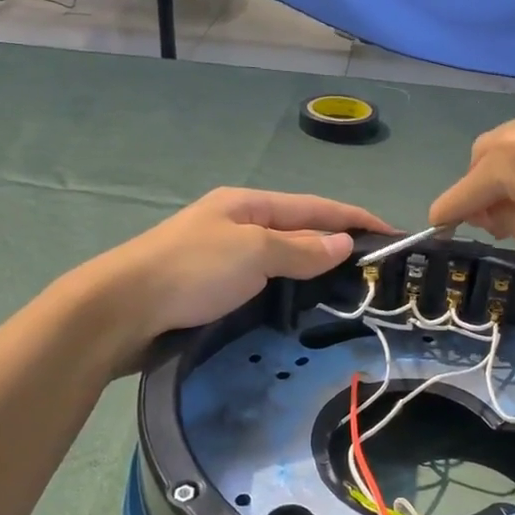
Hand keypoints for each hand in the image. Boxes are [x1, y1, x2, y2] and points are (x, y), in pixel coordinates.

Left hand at [94, 188, 390, 351]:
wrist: (121, 309)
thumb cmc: (191, 271)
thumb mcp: (252, 252)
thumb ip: (300, 248)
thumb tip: (343, 243)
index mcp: (249, 204)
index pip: (316, 207)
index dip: (356, 218)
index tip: (393, 234)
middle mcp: (238, 223)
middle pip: (301, 229)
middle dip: (338, 242)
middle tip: (375, 268)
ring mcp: (223, 255)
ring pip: (282, 257)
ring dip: (315, 267)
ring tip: (348, 287)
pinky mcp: (212, 286)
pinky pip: (264, 280)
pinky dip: (289, 287)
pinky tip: (301, 302)